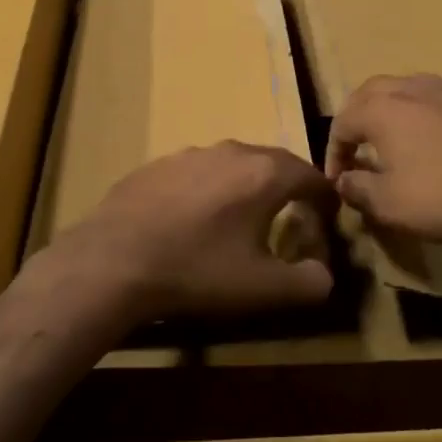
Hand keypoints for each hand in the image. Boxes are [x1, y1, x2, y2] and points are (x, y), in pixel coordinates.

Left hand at [40, 142, 336, 326]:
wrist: (113, 260)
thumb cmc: (197, 271)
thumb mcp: (263, 289)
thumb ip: (309, 282)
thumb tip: (324, 274)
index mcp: (263, 174)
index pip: (311, 175)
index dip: (325, 197)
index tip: (328, 218)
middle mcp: (230, 152)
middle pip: (273, 162)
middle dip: (290, 186)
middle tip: (295, 213)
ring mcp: (189, 154)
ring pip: (233, 164)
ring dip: (248, 185)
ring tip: (244, 216)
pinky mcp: (156, 164)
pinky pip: (197, 172)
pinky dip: (209, 189)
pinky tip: (194, 218)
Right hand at [325, 74, 441, 254]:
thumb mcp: (391, 205)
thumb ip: (358, 190)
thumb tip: (343, 181)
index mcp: (382, 108)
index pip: (341, 123)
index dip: (334, 153)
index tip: (338, 180)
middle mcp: (413, 88)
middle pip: (371, 93)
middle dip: (358, 120)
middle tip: (359, 148)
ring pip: (411, 93)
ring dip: (397, 115)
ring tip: (401, 144)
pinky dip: (434, 121)